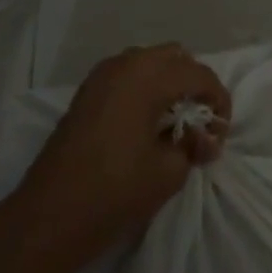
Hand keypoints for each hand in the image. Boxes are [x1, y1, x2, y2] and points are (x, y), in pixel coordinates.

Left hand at [7, 44, 231, 272]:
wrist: (49, 216)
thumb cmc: (114, 192)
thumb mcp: (168, 172)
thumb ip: (193, 146)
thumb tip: (203, 138)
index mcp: (148, 77)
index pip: (198, 74)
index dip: (219, 101)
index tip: (221, 134)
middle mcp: (125, 64)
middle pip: (175, 56)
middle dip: (194, 84)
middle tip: (200, 124)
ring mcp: (101, 75)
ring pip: (150, 61)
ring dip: (169, 83)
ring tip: (175, 124)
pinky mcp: (87, 91)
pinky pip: (128, 74)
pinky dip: (146, 87)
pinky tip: (147, 123)